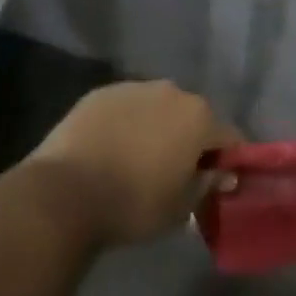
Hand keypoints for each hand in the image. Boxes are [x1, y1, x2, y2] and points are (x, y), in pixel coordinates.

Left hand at [29, 81, 241, 246]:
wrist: (65, 191)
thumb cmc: (133, 204)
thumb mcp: (181, 208)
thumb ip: (208, 185)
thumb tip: (224, 174)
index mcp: (198, 117)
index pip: (229, 137)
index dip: (228, 161)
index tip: (217, 184)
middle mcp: (171, 91)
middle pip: (193, 116)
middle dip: (192, 140)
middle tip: (178, 172)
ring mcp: (133, 87)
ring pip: (158, 108)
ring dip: (158, 128)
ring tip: (141, 160)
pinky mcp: (101, 92)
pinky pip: (127, 107)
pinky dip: (127, 123)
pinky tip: (113, 149)